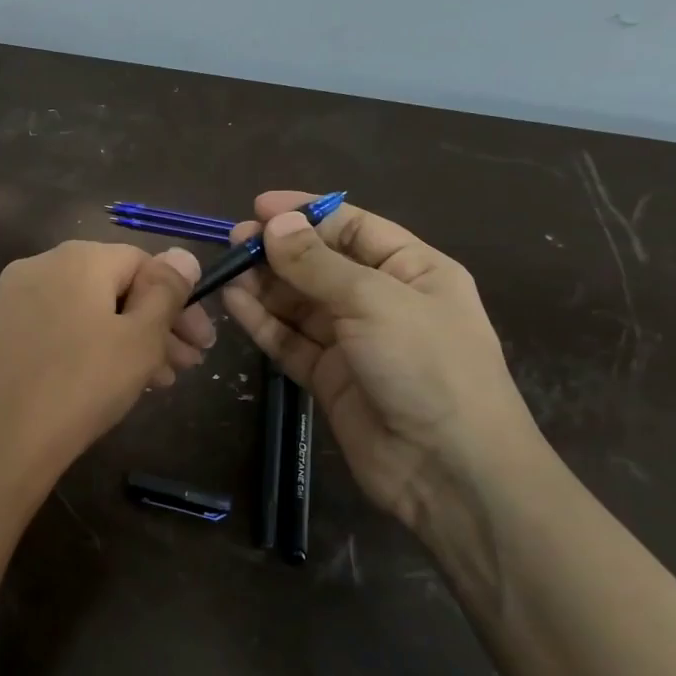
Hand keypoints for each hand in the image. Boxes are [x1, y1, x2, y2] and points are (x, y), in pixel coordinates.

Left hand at [0, 241, 213, 542]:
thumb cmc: (79, 385)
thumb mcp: (139, 339)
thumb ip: (167, 293)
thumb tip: (184, 255)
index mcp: (78, 257)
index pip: (144, 262)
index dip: (180, 301)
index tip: (202, 344)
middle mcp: (41, 266)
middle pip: (114, 287)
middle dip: (156, 324)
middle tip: (186, 367)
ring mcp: (13, 300)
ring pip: (86, 312)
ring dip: (126, 340)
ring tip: (155, 382)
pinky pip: (57, 330)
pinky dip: (88, 349)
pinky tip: (106, 385)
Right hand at [221, 192, 539, 532]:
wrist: (448, 469)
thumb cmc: (427, 366)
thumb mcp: (374, 301)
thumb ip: (317, 263)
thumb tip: (275, 224)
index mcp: (413, 270)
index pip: (354, 227)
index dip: (307, 213)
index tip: (259, 206)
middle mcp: (382, 300)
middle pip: (321, 264)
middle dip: (280, 249)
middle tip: (235, 239)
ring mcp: (353, 341)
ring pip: (299, 302)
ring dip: (265, 284)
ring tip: (227, 267)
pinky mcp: (328, 377)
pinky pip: (289, 339)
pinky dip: (262, 321)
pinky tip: (234, 301)